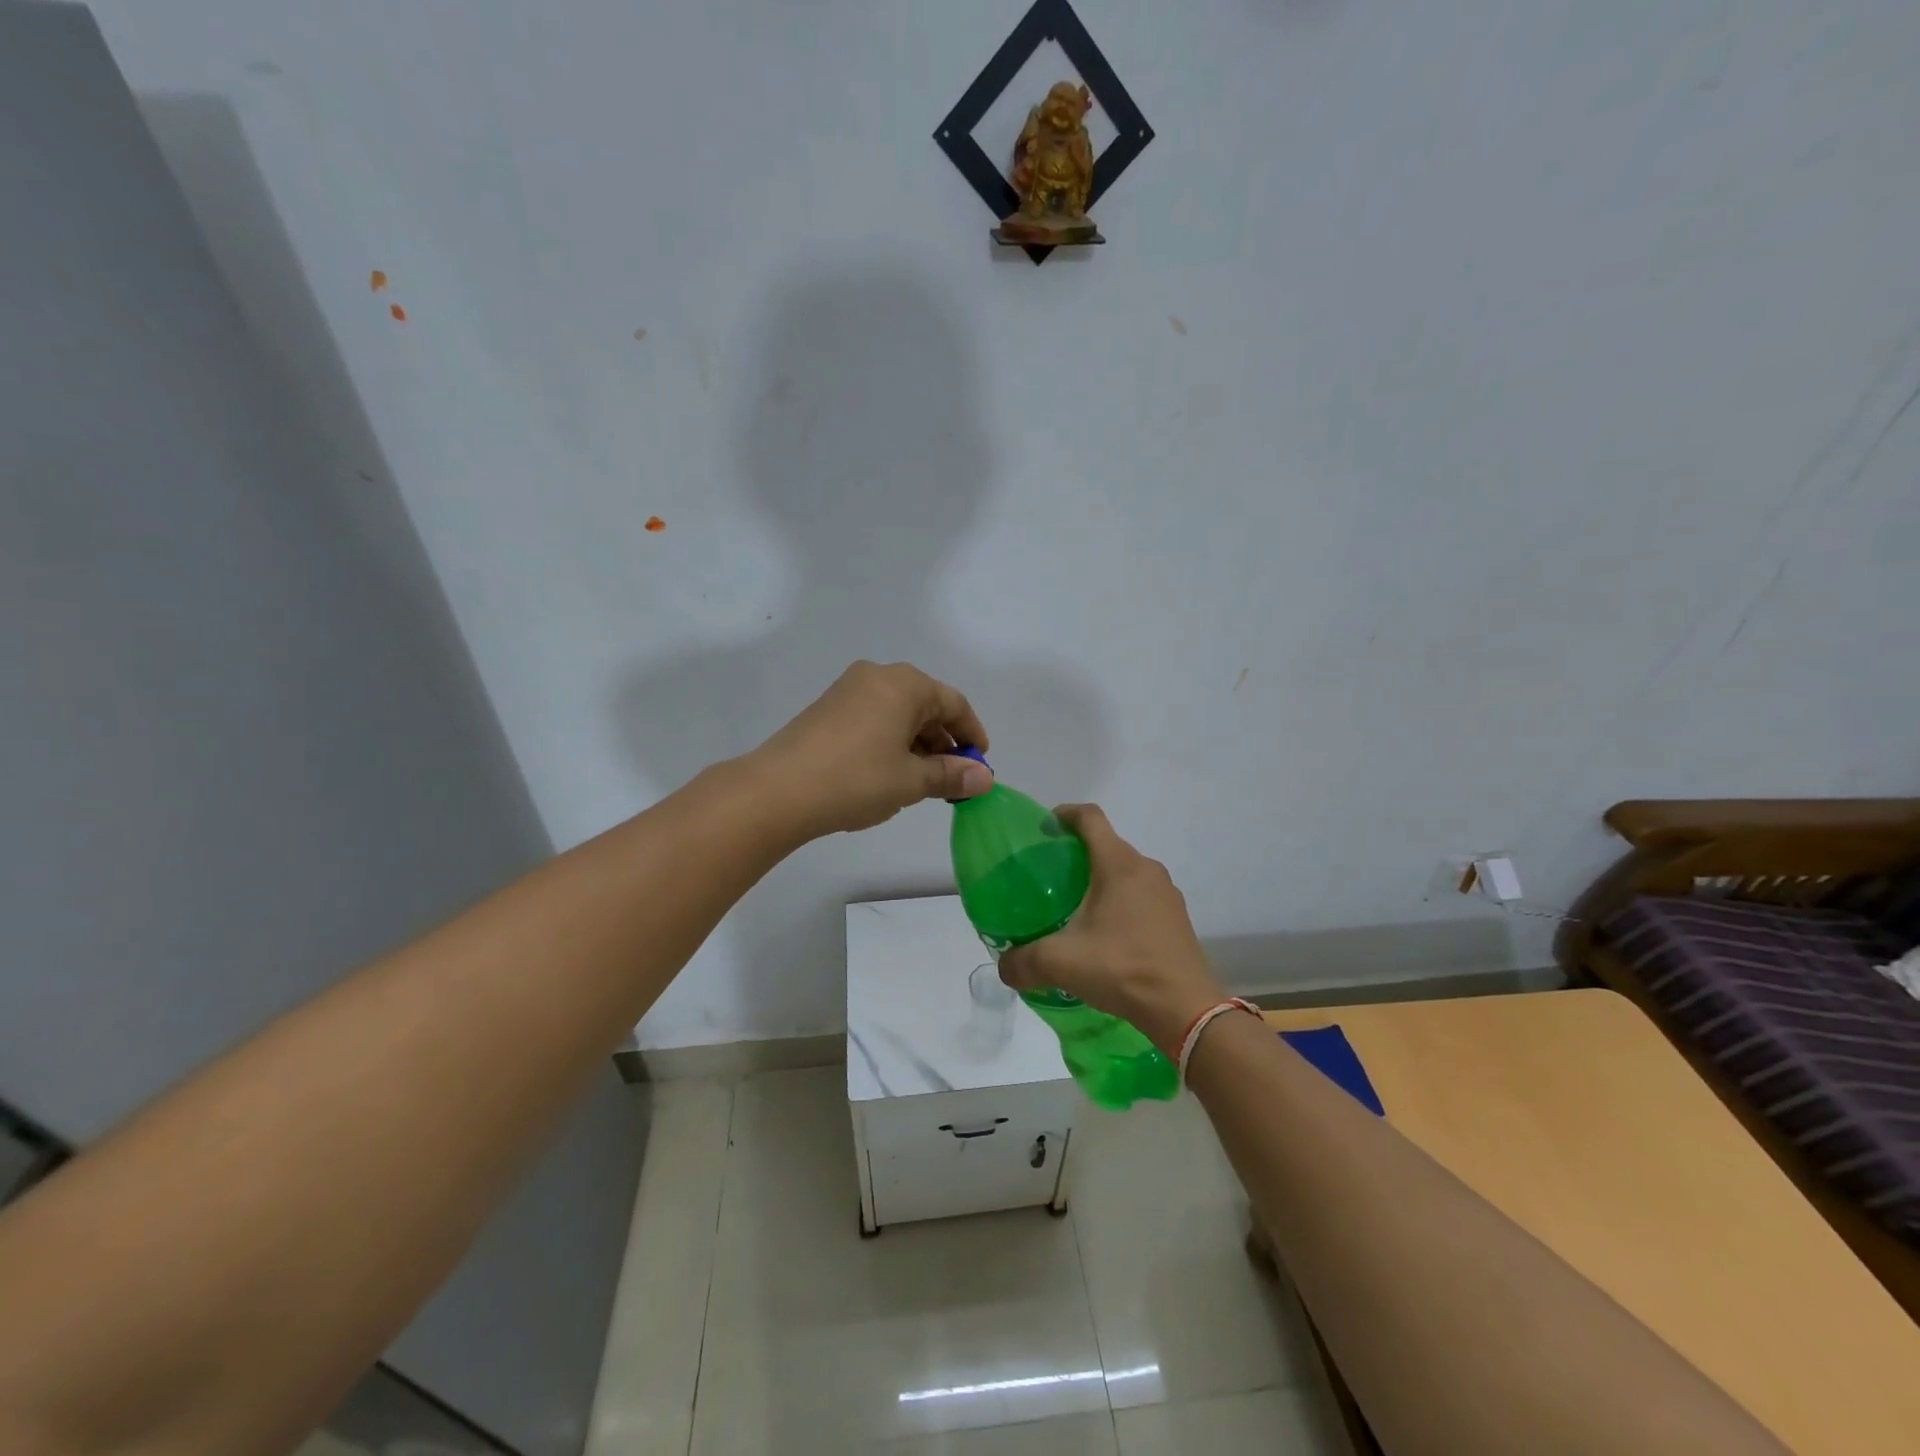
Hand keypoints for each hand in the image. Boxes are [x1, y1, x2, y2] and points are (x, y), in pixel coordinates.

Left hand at [747, 661, 994, 836]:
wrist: (778, 790)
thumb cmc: (856, 779)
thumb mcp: (911, 781)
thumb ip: (951, 775)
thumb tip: (984, 778)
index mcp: (905, 684)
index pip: (954, 703)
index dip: (972, 734)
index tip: (980, 765)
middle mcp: (878, 676)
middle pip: (925, 705)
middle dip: (943, 742)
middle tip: (952, 778)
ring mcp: (848, 689)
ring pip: (898, 713)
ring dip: (917, 744)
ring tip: (921, 782)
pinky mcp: (827, 708)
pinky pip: (874, 718)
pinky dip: (890, 741)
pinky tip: (888, 773)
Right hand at [998, 805, 1226, 1055]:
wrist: (1185, 1009)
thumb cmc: (1122, 968)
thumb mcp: (1060, 963)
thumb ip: (1023, 961)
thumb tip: (1005, 967)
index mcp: (1118, 864)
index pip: (1090, 818)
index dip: (1065, 814)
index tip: (1044, 827)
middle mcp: (1146, 869)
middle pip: (1107, 845)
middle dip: (1077, 853)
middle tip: (1050, 877)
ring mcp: (1166, 893)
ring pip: (1126, 872)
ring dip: (1100, 880)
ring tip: (1074, 907)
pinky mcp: (1176, 918)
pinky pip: (1141, 896)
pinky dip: (1120, 902)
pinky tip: (1105, 935)